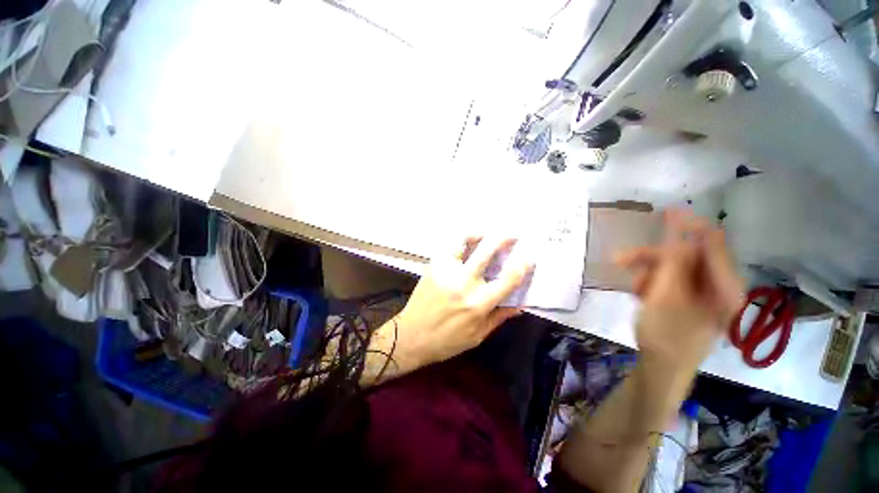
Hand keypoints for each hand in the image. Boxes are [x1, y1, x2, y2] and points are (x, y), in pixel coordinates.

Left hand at [371, 236, 533, 377]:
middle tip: (512, 234)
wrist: (411, 336)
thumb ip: (500, 316)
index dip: (523, 265)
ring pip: (464, 240)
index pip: (509, 279)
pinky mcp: (434, 266)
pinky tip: (467, 243)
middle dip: (504, 238)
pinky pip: (449, 246)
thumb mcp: (478, 335)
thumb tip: (520, 303)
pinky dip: (461, 241)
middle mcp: (465, 282)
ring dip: (479, 233)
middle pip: (488, 250)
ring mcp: (447, 271)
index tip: (528, 257)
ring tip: (486, 233)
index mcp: (479, 303)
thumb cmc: (447, 341)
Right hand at [615, 209, 743, 372]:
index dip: (689, 226)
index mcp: (726, 286)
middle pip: (686, 256)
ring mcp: (703, 293)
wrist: (661, 367)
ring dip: (648, 272)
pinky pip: (669, 280)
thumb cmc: (665, 335)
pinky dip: (651, 282)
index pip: (712, 243)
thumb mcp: (665, 297)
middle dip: (654, 257)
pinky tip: (640, 293)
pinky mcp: (688, 298)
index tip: (665, 213)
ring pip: (673, 268)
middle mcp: (719, 286)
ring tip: (633, 287)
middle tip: (622, 258)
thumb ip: (673, 264)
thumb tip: (677, 235)